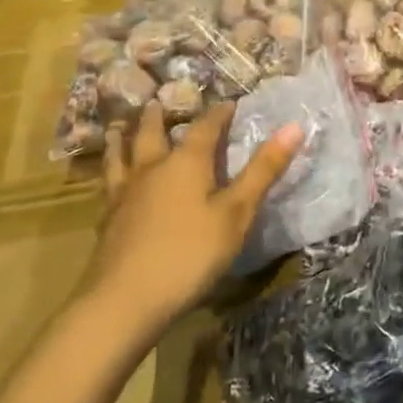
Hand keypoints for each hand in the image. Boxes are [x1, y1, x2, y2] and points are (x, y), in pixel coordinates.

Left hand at [89, 101, 302, 329]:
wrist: (124, 300)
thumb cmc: (190, 253)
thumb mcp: (237, 213)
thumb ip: (263, 170)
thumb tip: (294, 126)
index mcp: (186, 162)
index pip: (205, 127)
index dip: (219, 113)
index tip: (229, 103)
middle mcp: (152, 169)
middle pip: (153, 134)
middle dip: (160, 117)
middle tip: (158, 102)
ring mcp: (125, 194)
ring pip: (121, 156)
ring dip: (123, 138)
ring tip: (119, 126)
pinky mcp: (108, 221)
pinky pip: (109, 184)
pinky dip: (111, 171)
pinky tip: (111, 181)